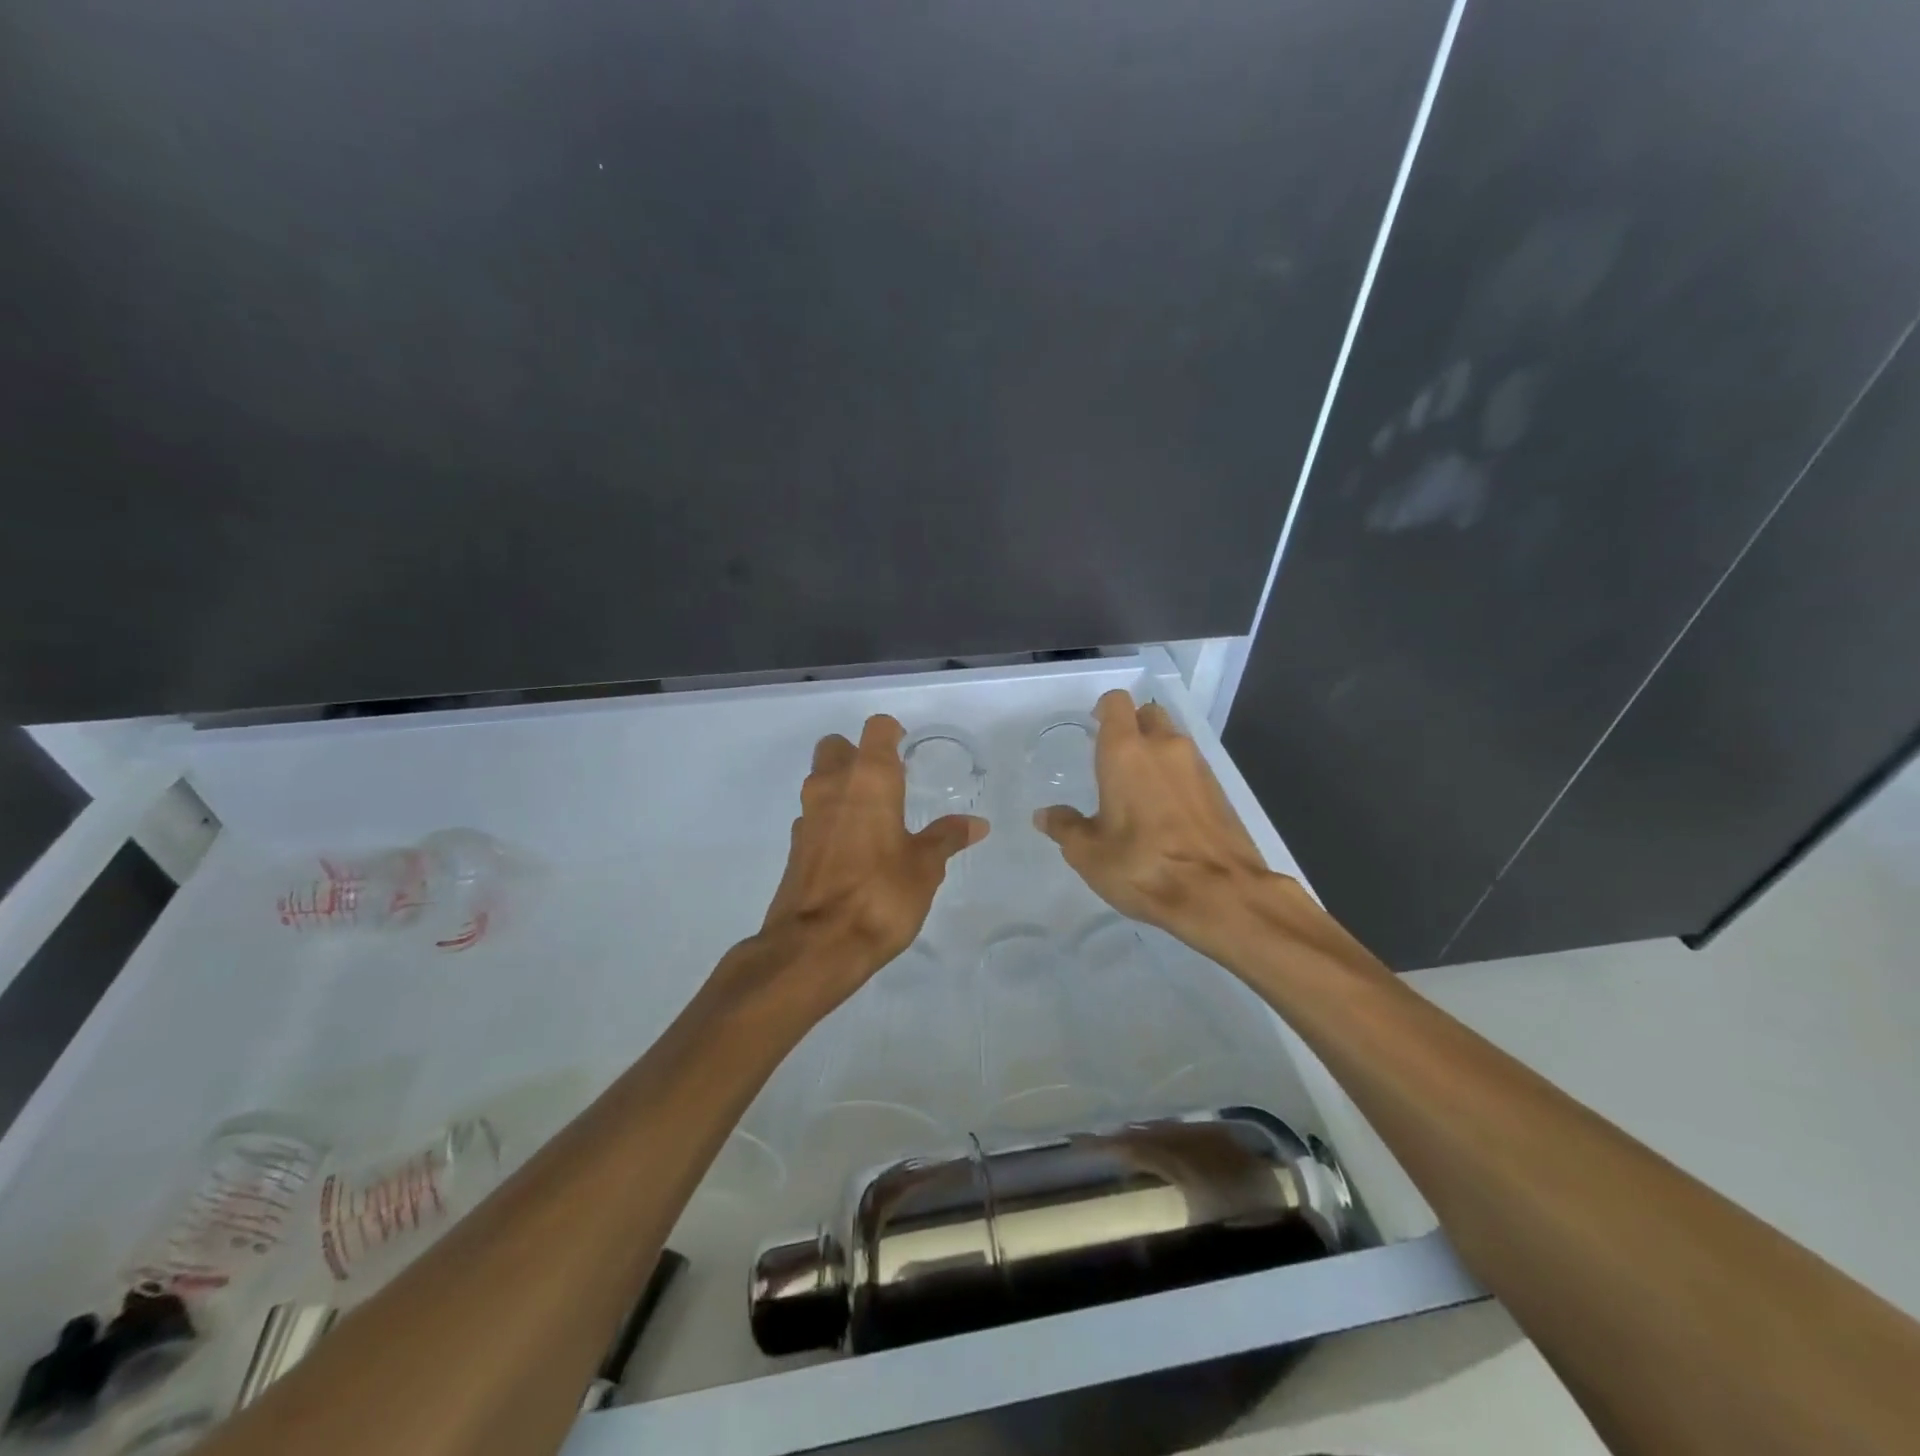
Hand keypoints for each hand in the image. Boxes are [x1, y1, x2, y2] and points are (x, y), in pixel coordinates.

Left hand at [753, 714, 986, 1011]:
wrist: (816, 946)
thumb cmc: (880, 895)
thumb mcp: (925, 867)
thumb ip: (947, 839)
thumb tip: (977, 823)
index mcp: (869, 779)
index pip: (877, 730)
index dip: (892, 734)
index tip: (906, 750)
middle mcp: (832, 786)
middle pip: (836, 747)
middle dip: (857, 755)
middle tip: (886, 782)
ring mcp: (807, 815)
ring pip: (821, 780)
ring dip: (842, 787)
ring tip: (874, 817)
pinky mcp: (794, 846)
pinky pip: (814, 816)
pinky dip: (831, 820)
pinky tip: (853, 849)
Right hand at [1035, 690, 1278, 958]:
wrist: (1220, 894)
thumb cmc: (1143, 866)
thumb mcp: (1088, 854)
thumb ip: (1065, 827)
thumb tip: (1046, 815)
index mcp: (1125, 752)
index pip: (1116, 703)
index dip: (1104, 710)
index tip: (1094, 728)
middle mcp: (1164, 747)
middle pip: (1148, 714)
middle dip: (1132, 727)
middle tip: (1114, 759)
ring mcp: (1197, 766)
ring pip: (1172, 740)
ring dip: (1156, 753)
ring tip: (1139, 789)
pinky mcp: (1220, 790)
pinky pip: (1191, 768)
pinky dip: (1176, 777)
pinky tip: (1166, 811)